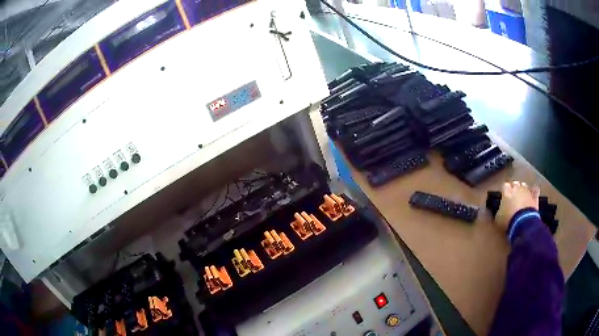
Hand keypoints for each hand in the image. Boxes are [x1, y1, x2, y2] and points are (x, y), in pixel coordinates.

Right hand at [495, 181, 539, 231]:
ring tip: (522, 196)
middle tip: (513, 196)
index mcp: (507, 192)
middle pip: (515, 183)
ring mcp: (527, 192)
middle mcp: (517, 188)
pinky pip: (535, 191)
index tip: (504, 196)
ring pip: (524, 185)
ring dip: (523, 189)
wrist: (523, 223)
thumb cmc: (508, 220)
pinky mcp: (534, 197)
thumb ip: (499, 210)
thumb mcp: (498, 218)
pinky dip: (534, 191)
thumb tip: (499, 209)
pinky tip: (534, 191)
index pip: (505, 186)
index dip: (505, 190)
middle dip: (514, 188)